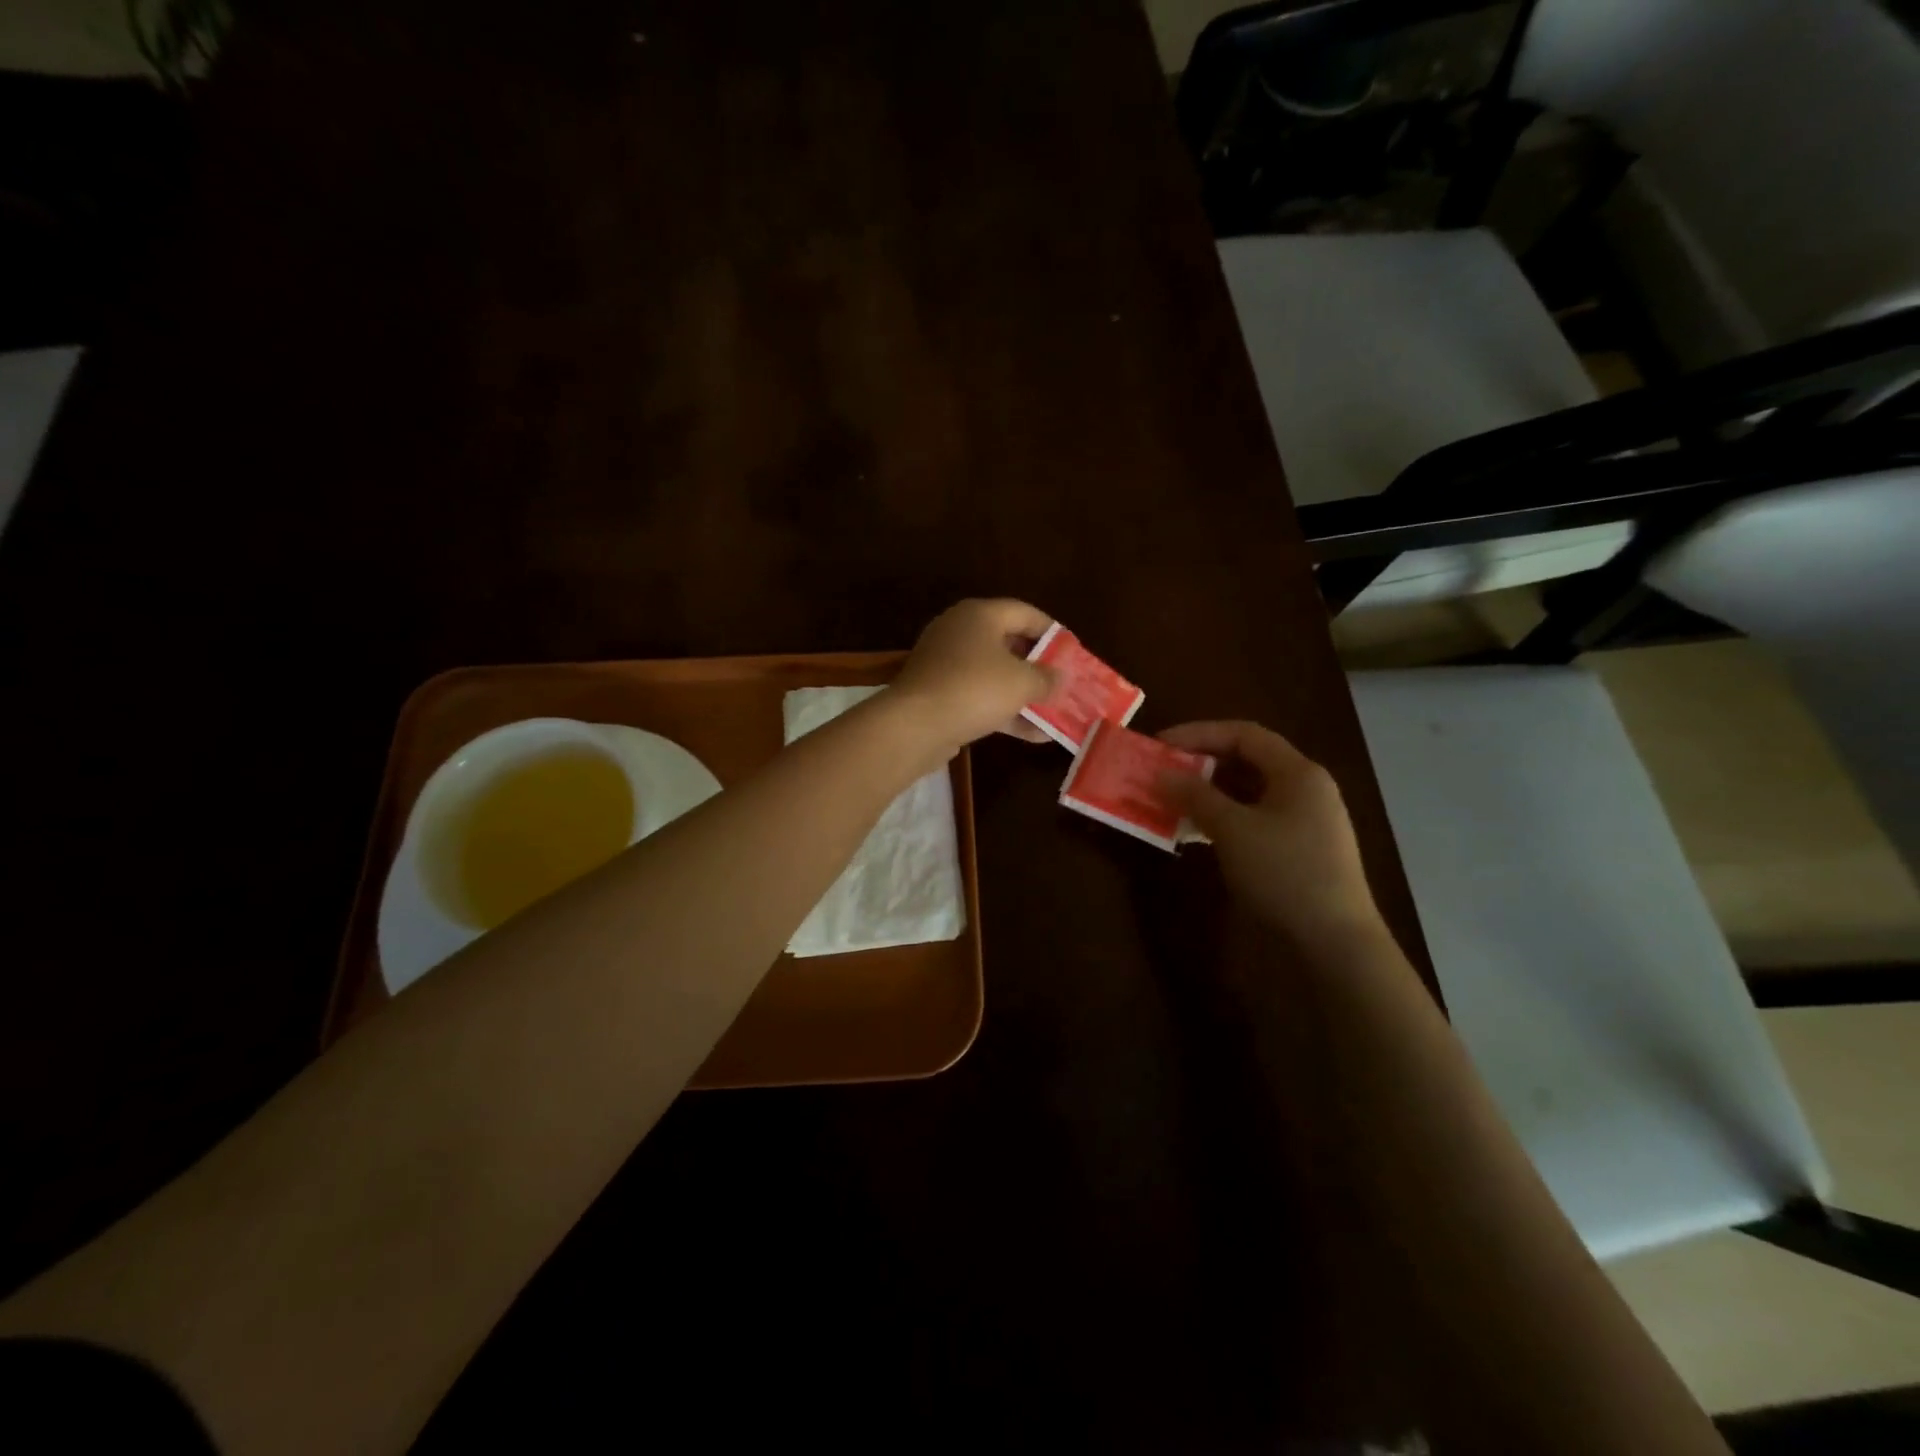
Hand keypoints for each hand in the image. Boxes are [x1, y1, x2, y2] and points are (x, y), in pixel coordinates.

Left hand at [891, 598, 1057, 752]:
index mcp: (979, 615)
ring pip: (994, 674)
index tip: (1074, 652)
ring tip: (1055, 711)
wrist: (914, 725)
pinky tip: (1034, 734)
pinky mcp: (938, 694)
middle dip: (1039, 666)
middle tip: (1064, 682)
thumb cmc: (974, 689)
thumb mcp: (1021, 682)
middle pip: (1009, 643)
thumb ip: (1047, 678)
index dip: (1053, 632)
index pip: (1025, 613)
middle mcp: (959, 632)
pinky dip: (1004, 711)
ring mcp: (945, 664)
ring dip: (1024, 694)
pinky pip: (979, 697)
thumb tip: (1063, 677)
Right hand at [1159, 720, 1385, 952]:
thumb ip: (1195, 796)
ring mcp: (1303, 822)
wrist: (1334, 943)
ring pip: (1248, 793)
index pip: (1244, 734)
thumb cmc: (1285, 873)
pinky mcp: (1296, 850)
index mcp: (1298, 773)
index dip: (1199, 733)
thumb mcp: (1233, 830)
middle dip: (1201, 763)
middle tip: (1162, 773)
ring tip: (1170, 801)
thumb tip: (1161, 774)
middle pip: (1247, 761)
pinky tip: (1195, 831)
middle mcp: (1304, 790)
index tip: (1160, 745)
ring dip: (1208, 793)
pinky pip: (1253, 820)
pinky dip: (1222, 819)